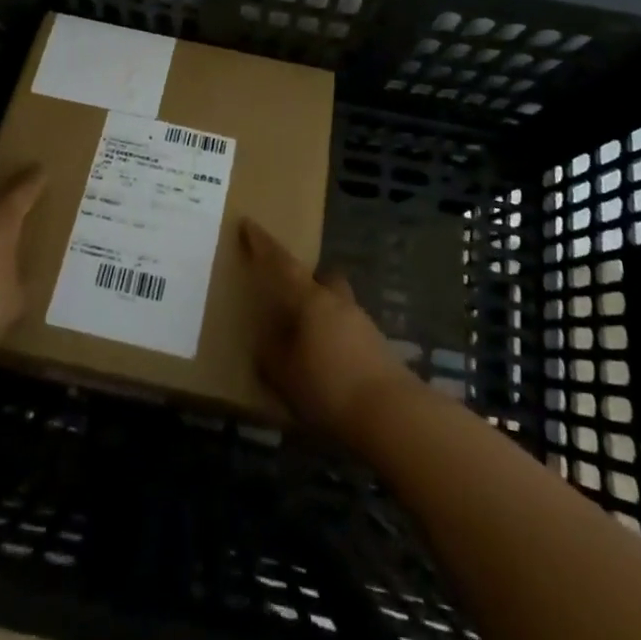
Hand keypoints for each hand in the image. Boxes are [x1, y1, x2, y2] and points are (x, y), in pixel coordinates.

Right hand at [241, 217, 420, 442]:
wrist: (392, 415)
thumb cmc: (328, 387)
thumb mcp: (284, 374)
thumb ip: (271, 353)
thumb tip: (267, 339)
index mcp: (311, 299)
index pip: (282, 263)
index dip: (263, 245)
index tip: (248, 224)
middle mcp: (338, 302)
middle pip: (323, 278)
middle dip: (309, 282)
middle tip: (292, 300)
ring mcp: (363, 324)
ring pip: (339, 307)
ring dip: (324, 318)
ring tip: (309, 346)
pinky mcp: (379, 350)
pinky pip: (350, 334)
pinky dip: (338, 343)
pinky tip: (331, 369)